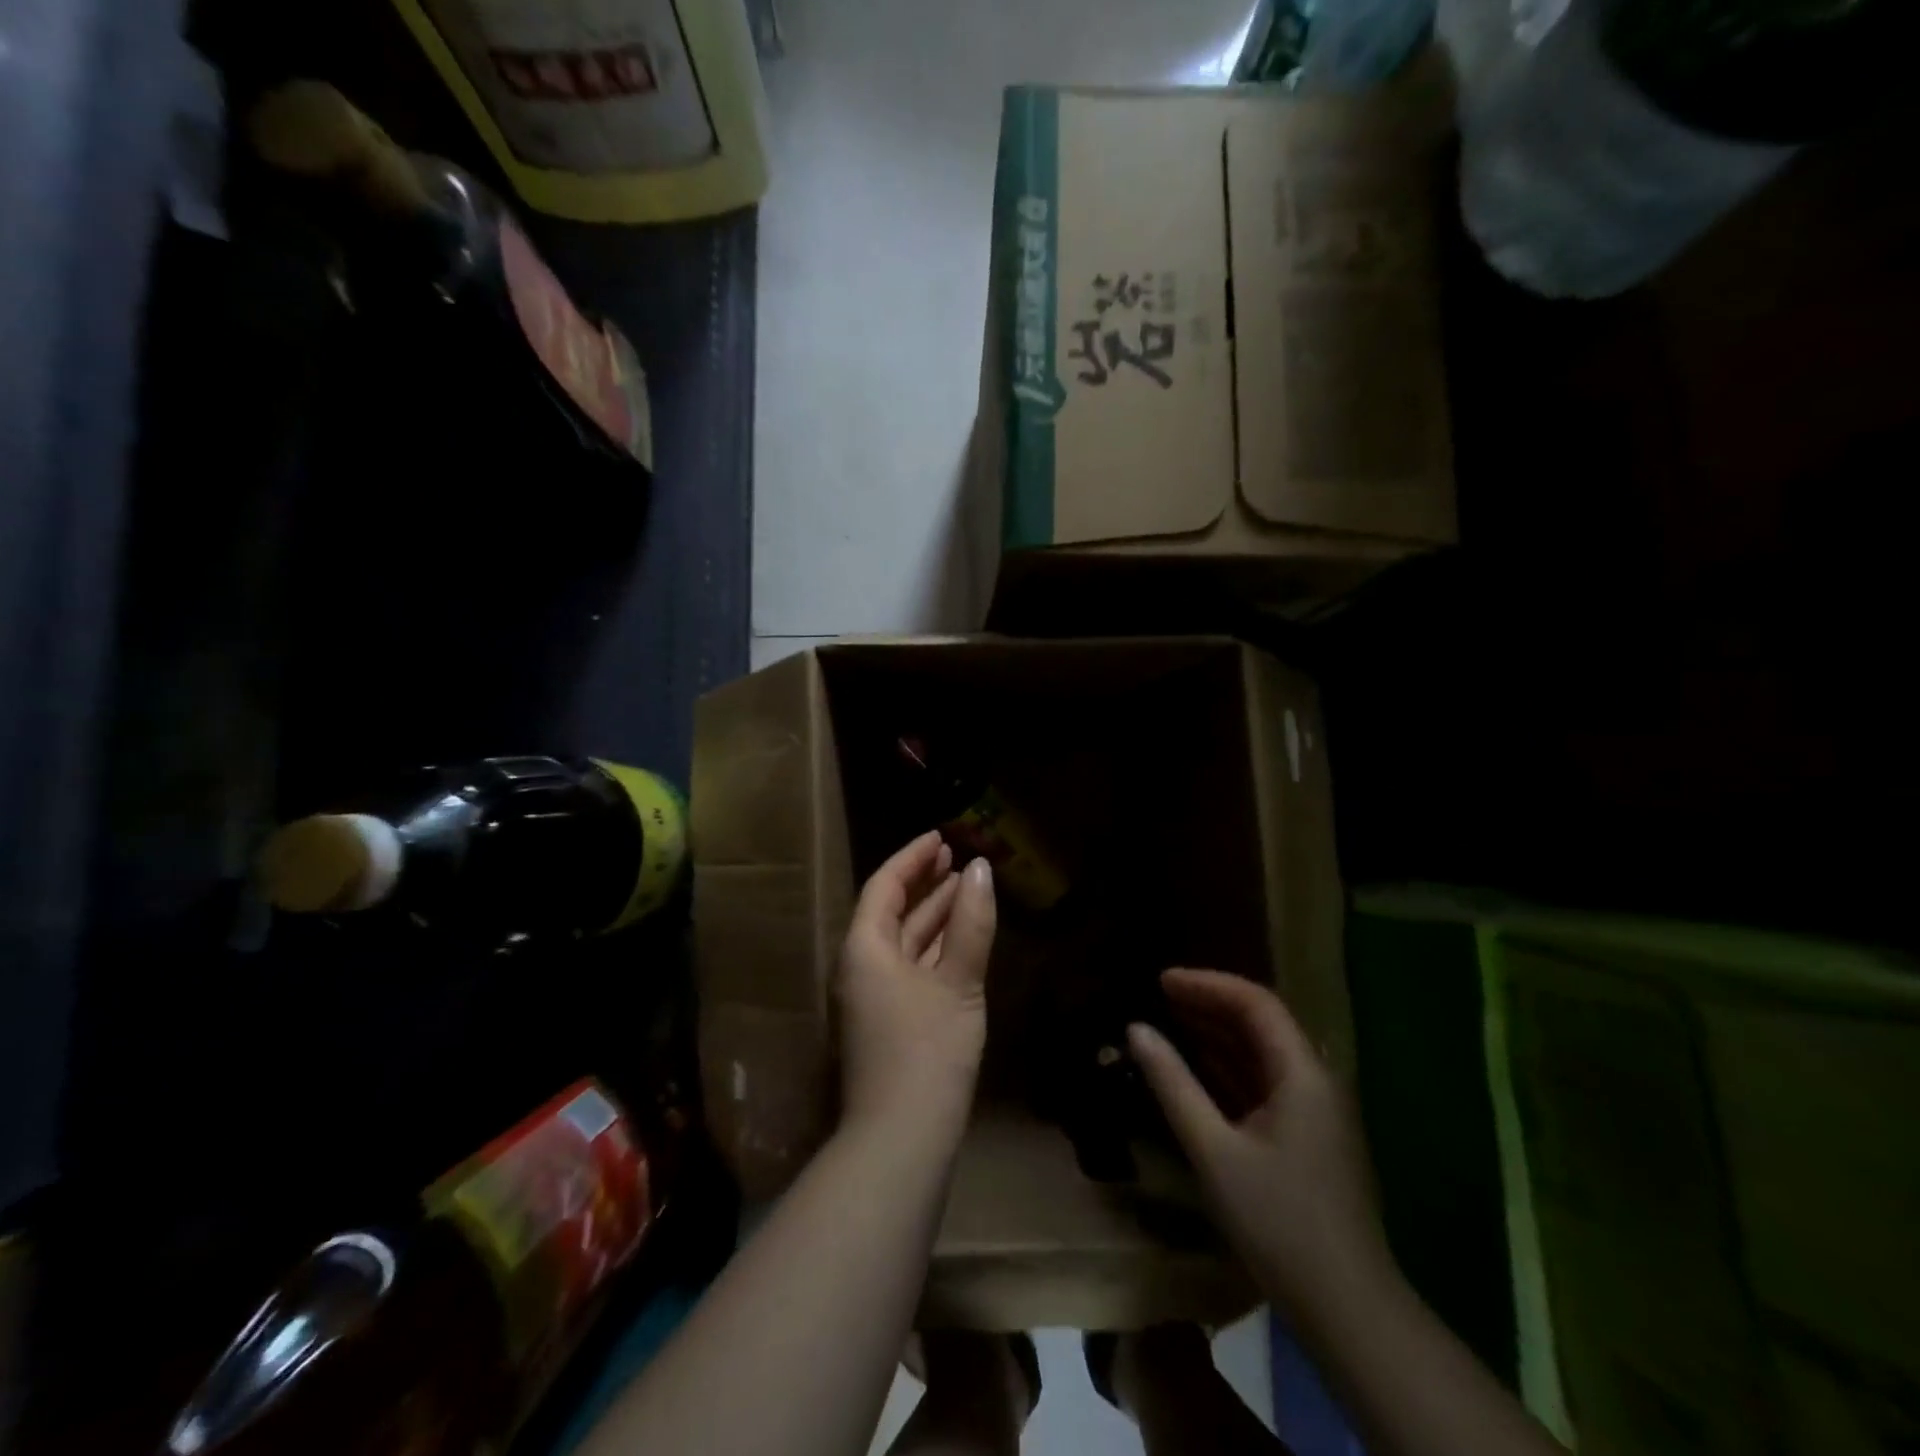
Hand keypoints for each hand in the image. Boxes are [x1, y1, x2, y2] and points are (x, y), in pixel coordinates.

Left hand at [837, 831, 996, 1136]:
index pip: (885, 885)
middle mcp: (861, 966)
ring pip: (904, 941)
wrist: (900, 1140)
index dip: (913, 857)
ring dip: (933, 914)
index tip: (941, 837)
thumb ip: (971, 923)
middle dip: (924, 882)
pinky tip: (959, 940)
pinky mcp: (889, 1021)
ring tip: (965, 886)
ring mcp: (873, 996)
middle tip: (956, 857)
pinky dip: (934, 947)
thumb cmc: (927, 1050)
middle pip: (891, 910)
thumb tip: (982, 869)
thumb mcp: (957, 982)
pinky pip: (911, 966)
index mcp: (864, 948)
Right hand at [1128, 969, 1389, 1315]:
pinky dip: (1229, 1066)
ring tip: (1171, 1020)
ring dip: (1218, 1033)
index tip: (1161, 981)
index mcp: (1303, 1074)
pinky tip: (1197, 1067)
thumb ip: (1173, 1084)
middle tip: (1160, 996)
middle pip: (1262, 1022)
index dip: (1207, 984)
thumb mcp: (1213, 1150)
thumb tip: (1136, 1029)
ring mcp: (1315, 1109)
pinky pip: (1265, 1082)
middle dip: (1210, 1003)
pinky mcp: (1308, 1135)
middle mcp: (1315, 1080)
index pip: (1255, 1003)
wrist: (1347, 1310)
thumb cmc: (1278, 1223)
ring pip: (1263, 1052)